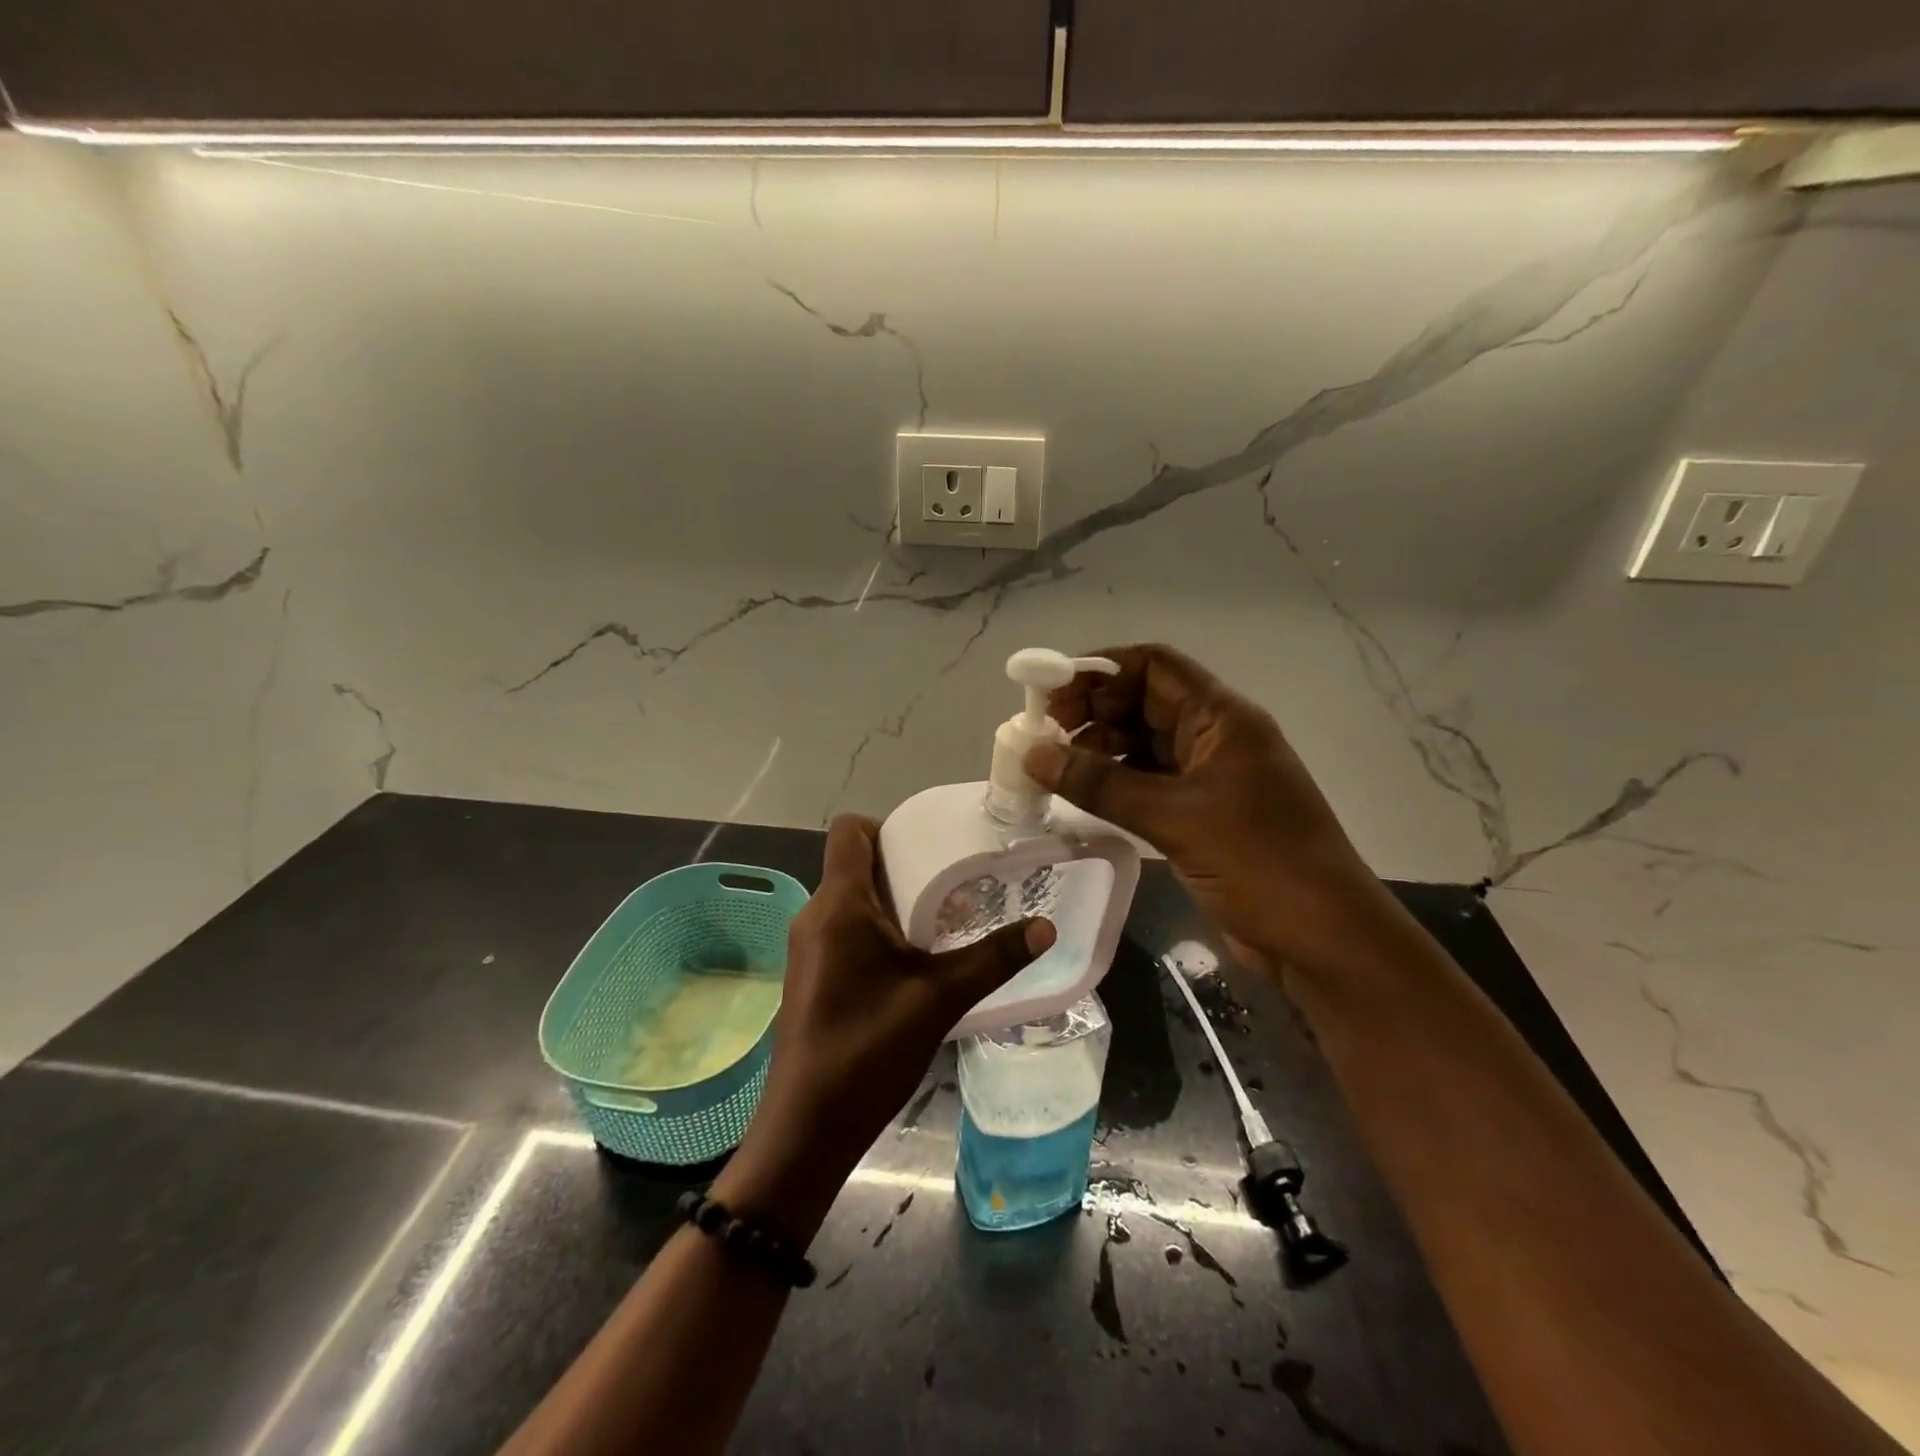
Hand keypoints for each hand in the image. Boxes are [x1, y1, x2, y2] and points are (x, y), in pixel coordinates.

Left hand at [715, 815, 1054, 1241]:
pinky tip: (912, 958)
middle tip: (953, 880)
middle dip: (902, 862)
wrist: (806, 1128)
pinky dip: (877, 927)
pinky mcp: (810, 972)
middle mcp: (815, 913)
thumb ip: (994, 958)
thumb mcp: (940, 999)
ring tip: (941, 917)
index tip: (929, 844)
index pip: (849, 829)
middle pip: (854, 861)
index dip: (887, 824)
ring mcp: (807, 945)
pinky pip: (843, 927)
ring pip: (850, 897)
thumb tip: (1046, 927)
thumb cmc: (868, 1051)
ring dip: (892, 898)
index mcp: (839, 904)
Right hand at [1025, 643, 1393, 972]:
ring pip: (1143, 744)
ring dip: (1100, 749)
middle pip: (1144, 702)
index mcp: (1222, 718)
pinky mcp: (1201, 814)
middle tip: (1043, 737)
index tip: (1051, 694)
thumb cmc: (1259, 862)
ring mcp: (1209, 777)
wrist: (1323, 939)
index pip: (1154, 666)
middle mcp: (1215, 737)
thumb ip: (1101, 783)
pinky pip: (1148, 783)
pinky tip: (1082, 796)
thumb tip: (1034, 754)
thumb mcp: (1174, 817)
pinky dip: (1115, 783)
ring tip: (1054, 768)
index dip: (1100, 670)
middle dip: (1093, 711)